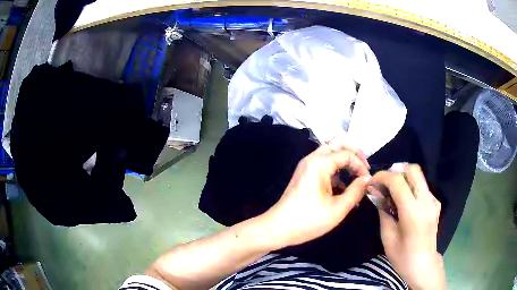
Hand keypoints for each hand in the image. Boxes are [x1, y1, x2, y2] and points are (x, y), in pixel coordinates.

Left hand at [262, 138, 370, 248]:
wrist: (278, 228)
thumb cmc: (308, 220)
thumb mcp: (338, 209)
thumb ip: (356, 191)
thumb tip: (368, 179)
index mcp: (319, 163)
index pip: (347, 153)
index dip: (361, 164)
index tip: (368, 179)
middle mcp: (312, 159)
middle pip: (336, 144)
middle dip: (353, 153)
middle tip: (364, 168)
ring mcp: (307, 167)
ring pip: (330, 154)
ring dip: (345, 163)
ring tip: (356, 181)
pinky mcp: (305, 176)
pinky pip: (324, 166)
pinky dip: (336, 173)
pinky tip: (344, 190)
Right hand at [371, 164, 445, 289]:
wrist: (423, 265)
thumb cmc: (402, 256)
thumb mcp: (387, 236)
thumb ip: (383, 210)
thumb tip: (375, 192)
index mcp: (413, 212)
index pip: (398, 181)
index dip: (383, 176)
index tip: (372, 181)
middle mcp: (426, 201)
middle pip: (413, 170)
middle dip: (396, 172)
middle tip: (384, 184)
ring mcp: (433, 201)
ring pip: (418, 177)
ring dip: (404, 179)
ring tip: (392, 193)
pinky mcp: (436, 203)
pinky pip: (422, 187)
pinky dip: (411, 188)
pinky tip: (404, 202)